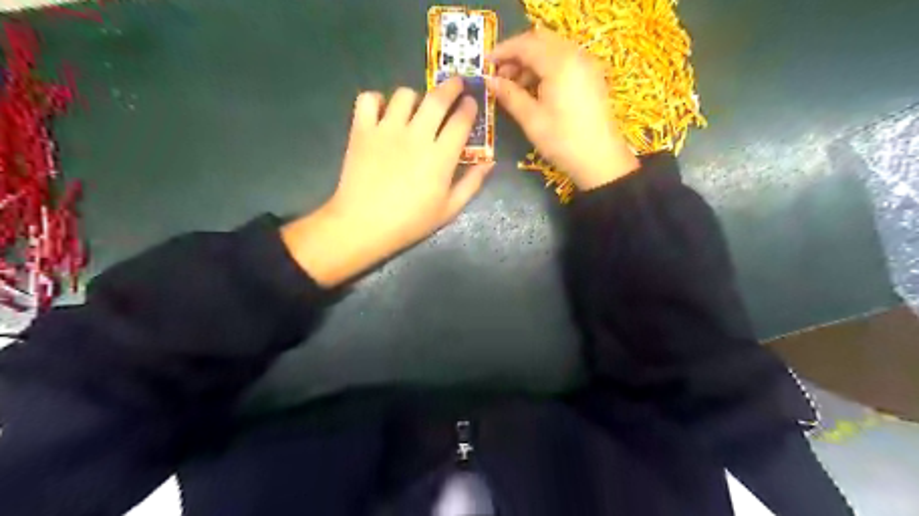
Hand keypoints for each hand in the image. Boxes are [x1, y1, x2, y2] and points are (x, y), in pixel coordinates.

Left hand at [281, 77, 490, 286]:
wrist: (363, 225)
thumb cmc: (410, 222)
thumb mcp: (448, 210)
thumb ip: (472, 184)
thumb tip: (490, 163)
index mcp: (440, 156)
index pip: (461, 120)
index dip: (470, 107)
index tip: (472, 103)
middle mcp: (416, 135)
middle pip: (438, 98)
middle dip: (452, 86)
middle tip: (456, 84)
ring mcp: (387, 129)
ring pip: (404, 95)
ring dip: (415, 97)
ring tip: (415, 108)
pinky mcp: (362, 130)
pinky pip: (369, 99)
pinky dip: (377, 101)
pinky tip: (382, 113)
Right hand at [488, 29, 640, 188]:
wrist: (600, 160)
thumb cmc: (563, 141)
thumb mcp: (532, 119)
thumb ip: (510, 95)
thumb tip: (490, 81)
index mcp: (559, 63)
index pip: (525, 45)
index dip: (502, 52)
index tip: (485, 65)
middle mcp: (575, 56)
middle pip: (539, 41)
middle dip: (516, 54)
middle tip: (499, 76)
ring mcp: (585, 65)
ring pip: (551, 50)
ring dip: (530, 62)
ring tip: (513, 86)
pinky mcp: (590, 77)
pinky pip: (563, 60)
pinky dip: (545, 68)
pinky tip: (533, 89)